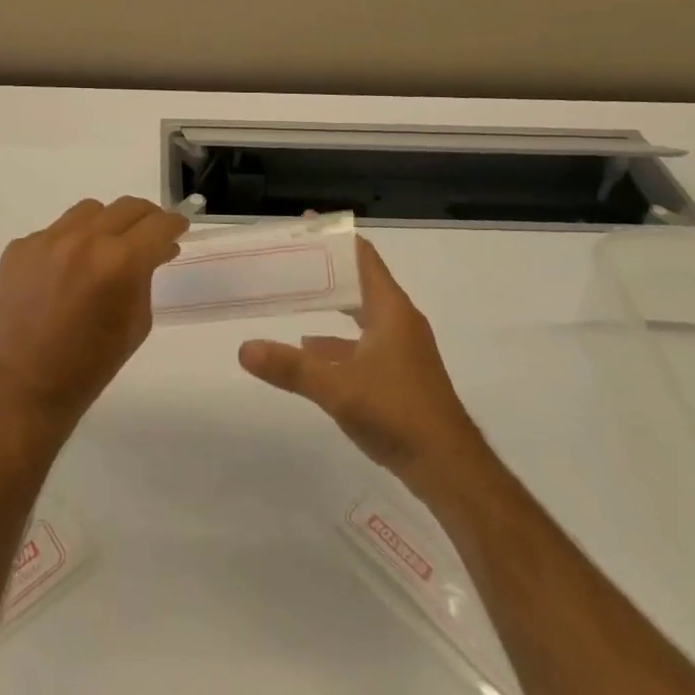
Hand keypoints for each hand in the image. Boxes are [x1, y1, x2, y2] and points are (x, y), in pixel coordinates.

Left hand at [0, 197, 187, 440]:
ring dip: (106, 225)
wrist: (23, 389)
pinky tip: (64, 273)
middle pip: (127, 207)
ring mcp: (47, 240)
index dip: (174, 224)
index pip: (158, 225)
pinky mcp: (20, 247)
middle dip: (146, 219)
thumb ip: (146, 277)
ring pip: (90, 211)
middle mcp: (83, 239)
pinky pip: (55, 232)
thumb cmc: (90, 366)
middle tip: (149, 236)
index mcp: (119, 262)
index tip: (178, 228)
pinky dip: (68, 244)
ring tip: (104, 251)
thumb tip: (155, 249)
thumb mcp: (136, 323)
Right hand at [238, 238, 479, 495]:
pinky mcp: (401, 376)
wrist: (450, 471)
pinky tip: (311, 352)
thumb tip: (244, 348)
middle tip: (290, 258)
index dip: (335, 237)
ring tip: (293, 297)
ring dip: (332, 304)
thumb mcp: (337, 387)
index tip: (305, 223)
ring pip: (362, 314)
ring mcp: (403, 350)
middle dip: (327, 269)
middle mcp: (400, 322)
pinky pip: (364, 342)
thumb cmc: (397, 413)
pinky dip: (338, 340)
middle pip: (360, 281)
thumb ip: (290, 367)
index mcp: (391, 309)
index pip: (362, 256)